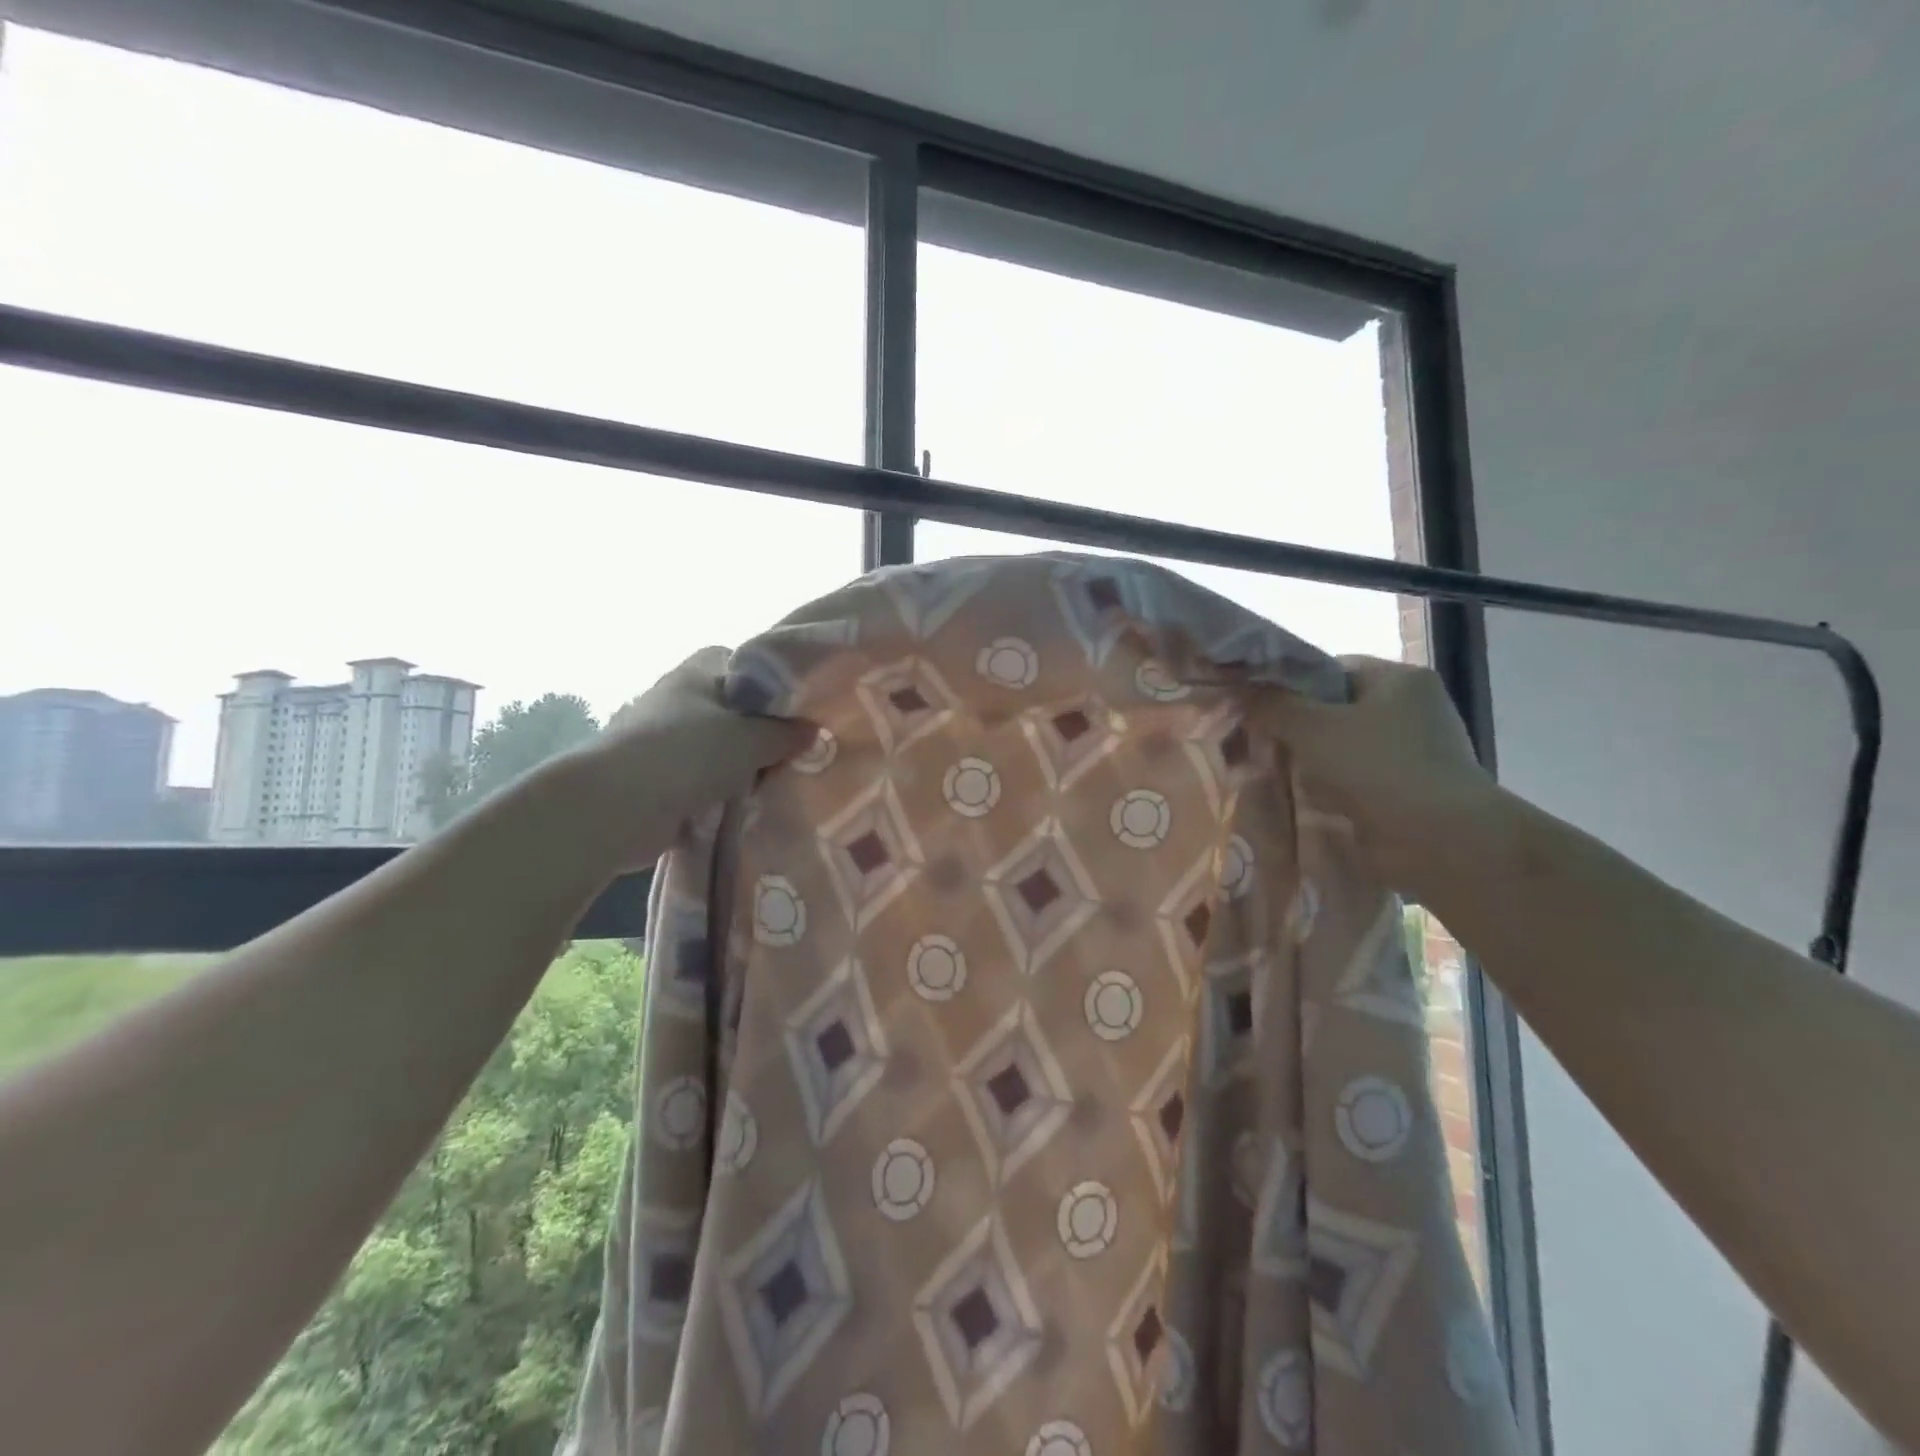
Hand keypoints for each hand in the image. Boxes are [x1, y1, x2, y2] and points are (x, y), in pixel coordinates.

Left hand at [555, 647, 812, 872]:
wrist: (616, 806)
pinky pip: (703, 782)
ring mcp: (665, 741)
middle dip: (762, 732)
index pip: (743, 663)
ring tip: (779, 782)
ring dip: (743, 767)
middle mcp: (679, 700)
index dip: (772, 683)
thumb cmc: (687, 754)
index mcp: (697, 673)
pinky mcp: (658, 779)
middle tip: (797, 752)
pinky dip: (722, 794)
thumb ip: (786, 734)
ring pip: (719, 749)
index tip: (799, 709)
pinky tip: (749, 807)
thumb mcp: (750, 739)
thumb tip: (813, 730)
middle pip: (734, 710)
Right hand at [1251, 656, 1501, 893]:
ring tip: (1272, 776)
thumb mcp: (1313, 728)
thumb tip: (1239, 689)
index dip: (1289, 687)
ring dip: (1309, 764)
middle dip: (1295, 730)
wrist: (1441, 843)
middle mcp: (1411, 710)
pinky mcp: (1408, 792)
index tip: (1257, 709)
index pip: (1329, 670)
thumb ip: (1272, 705)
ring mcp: (1413, 753)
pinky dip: (1330, 791)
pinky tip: (1304, 801)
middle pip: (1333, 711)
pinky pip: (1354, 782)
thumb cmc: (1378, 769)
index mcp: (1398, 680)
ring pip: (1340, 750)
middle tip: (1257, 744)